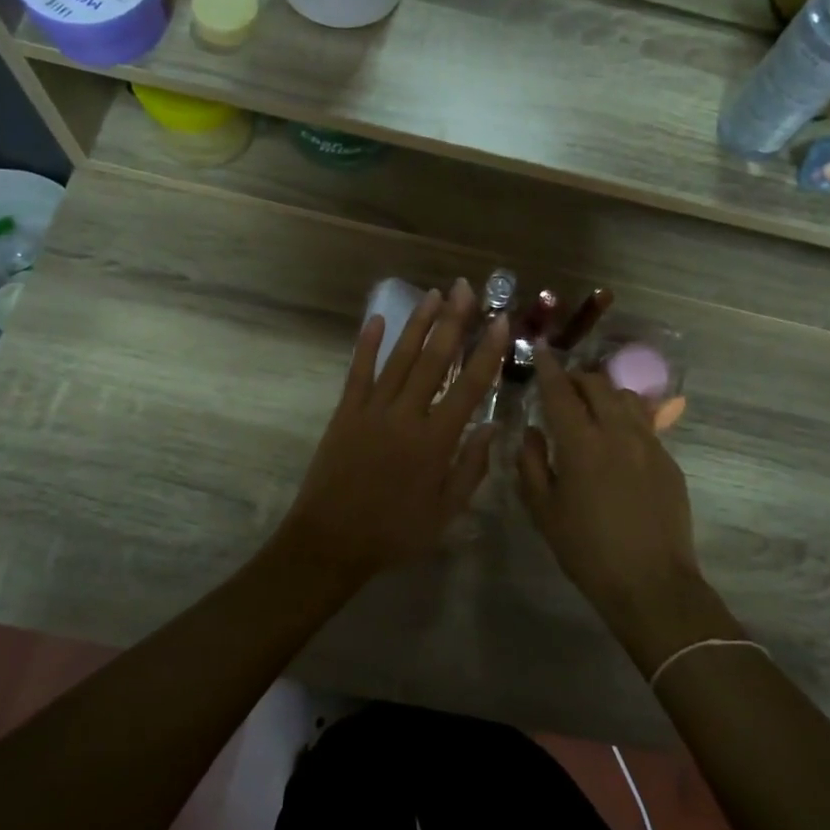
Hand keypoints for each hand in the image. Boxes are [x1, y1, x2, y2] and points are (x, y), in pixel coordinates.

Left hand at [276, 281, 507, 582]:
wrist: (330, 542)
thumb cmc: (394, 532)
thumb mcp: (445, 513)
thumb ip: (471, 468)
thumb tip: (492, 427)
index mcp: (436, 440)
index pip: (470, 386)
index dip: (487, 351)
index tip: (499, 321)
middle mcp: (407, 415)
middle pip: (435, 359)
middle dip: (452, 320)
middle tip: (465, 288)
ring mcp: (372, 409)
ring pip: (400, 357)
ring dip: (417, 323)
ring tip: (433, 294)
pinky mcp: (346, 412)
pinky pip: (358, 371)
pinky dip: (367, 344)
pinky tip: (377, 318)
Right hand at [517, 351, 732, 665]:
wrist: (652, 583)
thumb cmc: (588, 551)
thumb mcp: (544, 511)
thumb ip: (531, 464)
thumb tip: (532, 432)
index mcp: (581, 444)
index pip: (561, 391)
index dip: (549, 368)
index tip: (542, 350)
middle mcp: (618, 432)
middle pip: (598, 385)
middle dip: (577, 378)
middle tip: (563, 387)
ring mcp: (649, 443)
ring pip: (627, 397)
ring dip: (605, 393)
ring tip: (593, 408)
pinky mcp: (668, 459)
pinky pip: (645, 423)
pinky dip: (626, 417)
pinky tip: (618, 440)